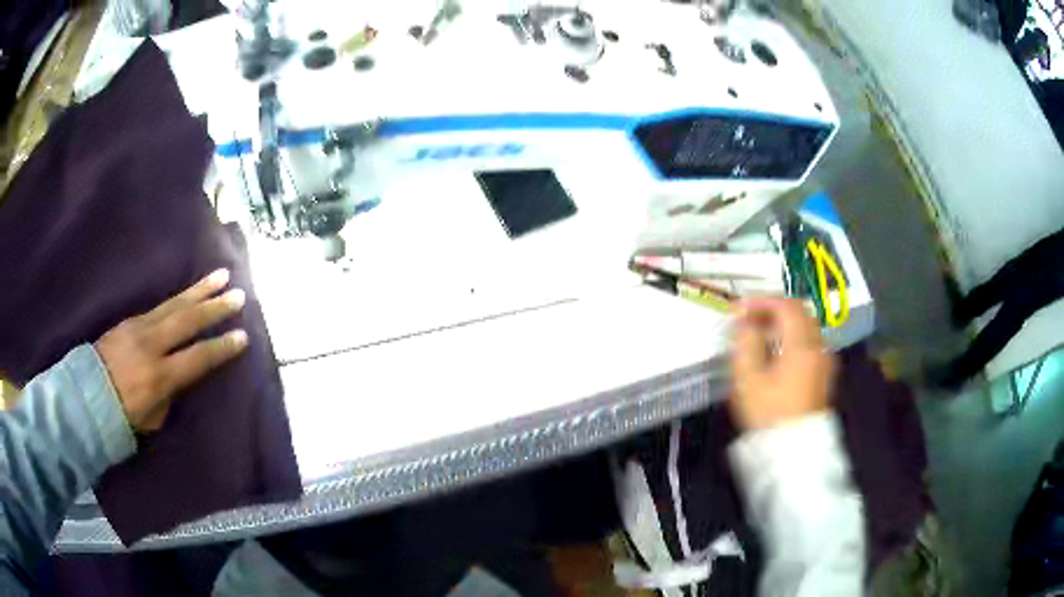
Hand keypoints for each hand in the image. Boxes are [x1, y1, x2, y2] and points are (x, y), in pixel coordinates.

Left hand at [95, 269, 248, 431]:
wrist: (86, 395)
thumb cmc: (122, 415)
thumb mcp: (152, 418)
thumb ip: (169, 395)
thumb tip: (177, 375)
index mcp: (159, 376)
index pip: (198, 358)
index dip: (221, 348)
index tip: (242, 337)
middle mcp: (151, 345)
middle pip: (188, 321)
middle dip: (215, 307)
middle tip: (238, 295)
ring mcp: (139, 327)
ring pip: (174, 304)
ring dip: (199, 290)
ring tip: (221, 275)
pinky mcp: (130, 320)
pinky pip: (159, 306)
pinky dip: (179, 298)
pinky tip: (189, 293)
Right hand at [729, 298, 834, 430]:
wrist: (794, 451)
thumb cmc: (769, 414)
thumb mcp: (748, 379)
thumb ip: (745, 343)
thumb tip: (744, 323)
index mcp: (802, 344)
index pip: (786, 305)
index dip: (762, 300)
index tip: (741, 308)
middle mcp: (819, 347)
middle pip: (800, 312)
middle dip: (774, 309)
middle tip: (750, 318)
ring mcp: (825, 361)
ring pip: (806, 327)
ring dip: (784, 323)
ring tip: (761, 334)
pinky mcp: (825, 375)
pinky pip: (810, 343)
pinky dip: (793, 338)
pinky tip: (778, 353)